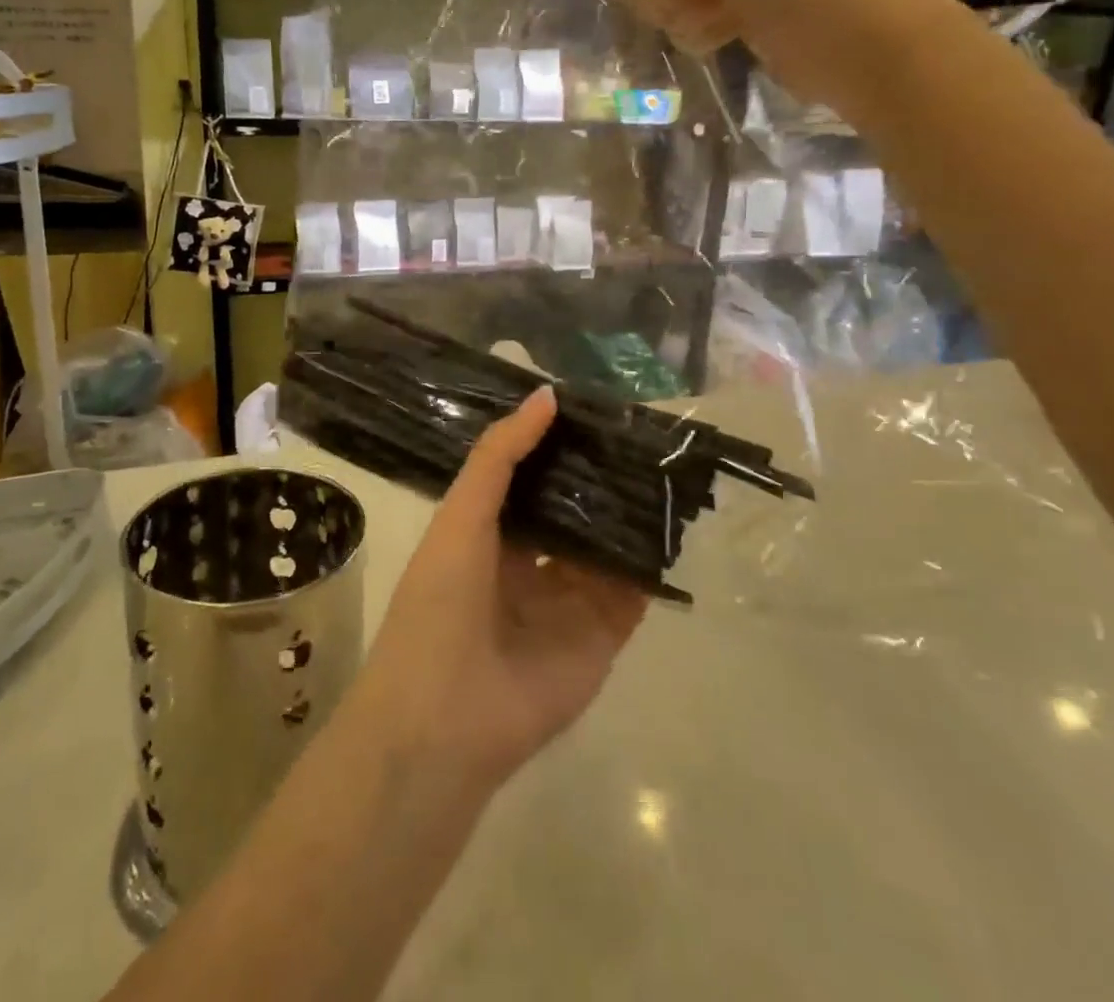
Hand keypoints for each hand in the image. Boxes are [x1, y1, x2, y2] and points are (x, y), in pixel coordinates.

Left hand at [354, 386, 647, 787]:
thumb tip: (547, 394)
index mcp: (486, 533)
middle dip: (597, 475)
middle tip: (639, 430)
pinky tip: (673, 519)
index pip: (528, 477)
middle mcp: (529, 562)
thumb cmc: (440, 601)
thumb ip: (501, 456)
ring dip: (628, 512)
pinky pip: (631, 591)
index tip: (590, 405)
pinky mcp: (601, 636)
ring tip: (664, 462)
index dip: (554, 443)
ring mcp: (567, 600)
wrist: (445, 718)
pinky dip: (649, 561)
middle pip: (571, 509)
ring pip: (604, 545)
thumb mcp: (462, 515)